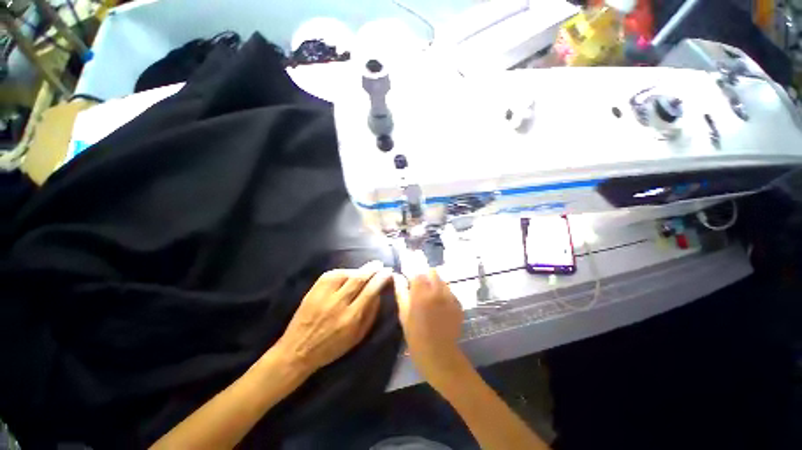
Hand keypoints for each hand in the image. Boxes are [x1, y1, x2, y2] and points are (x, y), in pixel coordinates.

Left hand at [275, 261, 392, 374]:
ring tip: (365, 270)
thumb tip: (378, 293)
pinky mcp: (313, 290)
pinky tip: (348, 273)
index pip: (371, 291)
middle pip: (359, 279)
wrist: (298, 350)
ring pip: (346, 274)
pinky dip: (343, 271)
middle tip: (380, 264)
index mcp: (351, 318)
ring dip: (358, 269)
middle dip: (372, 269)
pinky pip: (332, 274)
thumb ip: (370, 314)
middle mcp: (338, 304)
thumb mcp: (357, 337)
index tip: (388, 272)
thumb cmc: (332, 347)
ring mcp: (324, 295)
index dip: (381, 279)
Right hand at [393, 269, 466, 386]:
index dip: (413, 275)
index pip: (418, 273)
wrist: (439, 355)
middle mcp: (438, 292)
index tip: (410, 280)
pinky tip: (440, 307)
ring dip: (435, 285)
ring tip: (431, 299)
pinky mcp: (458, 304)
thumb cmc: (416, 336)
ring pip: (442, 281)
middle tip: (421, 289)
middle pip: (432, 272)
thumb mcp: (403, 314)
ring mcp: (450, 297)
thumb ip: (401, 292)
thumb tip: (397, 276)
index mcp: (421, 294)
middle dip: (426, 277)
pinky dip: (444, 294)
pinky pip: (449, 292)